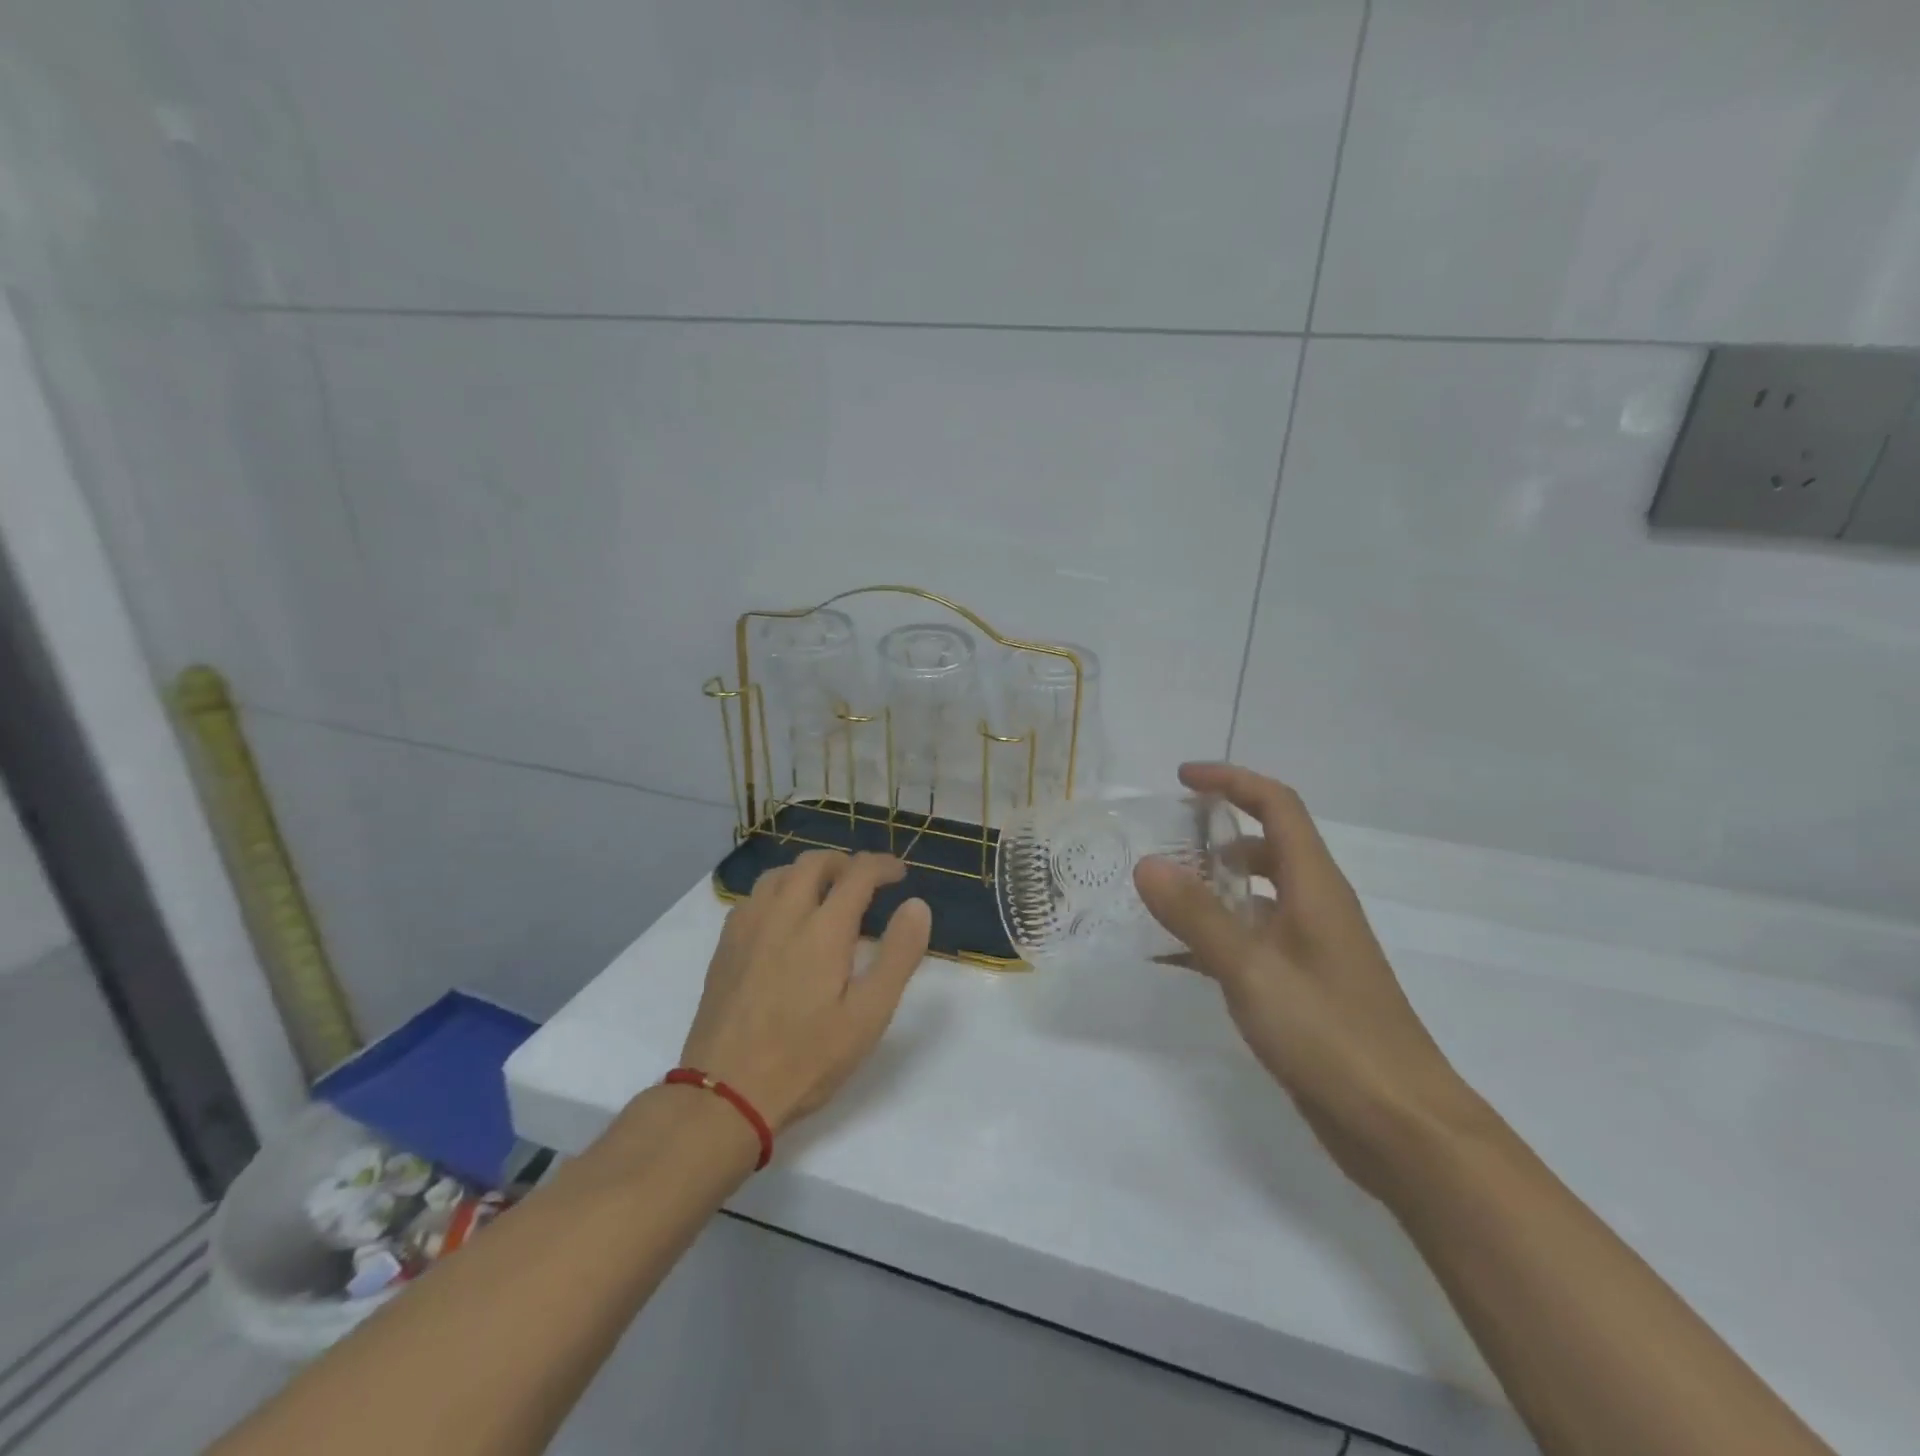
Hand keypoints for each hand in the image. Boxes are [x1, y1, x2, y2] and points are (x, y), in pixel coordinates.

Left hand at [680, 850, 931, 1134]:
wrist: (725, 1092)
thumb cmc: (807, 1057)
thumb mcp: (869, 1015)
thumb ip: (898, 955)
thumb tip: (916, 905)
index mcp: (823, 929)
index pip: (857, 873)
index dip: (883, 865)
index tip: (900, 874)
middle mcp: (783, 914)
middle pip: (814, 862)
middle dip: (845, 862)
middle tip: (866, 880)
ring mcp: (748, 927)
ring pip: (779, 873)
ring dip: (809, 871)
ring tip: (826, 892)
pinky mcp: (725, 946)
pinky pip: (754, 896)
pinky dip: (779, 890)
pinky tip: (784, 918)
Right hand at [1135, 763, 1488, 1194]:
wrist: (1401, 1127)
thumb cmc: (1331, 1035)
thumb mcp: (1252, 970)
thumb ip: (1197, 915)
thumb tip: (1147, 863)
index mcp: (1315, 886)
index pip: (1277, 805)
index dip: (1232, 781)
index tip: (1182, 779)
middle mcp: (1317, 907)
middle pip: (1269, 845)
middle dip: (1218, 832)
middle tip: (1165, 841)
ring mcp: (1313, 949)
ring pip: (1258, 896)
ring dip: (1214, 886)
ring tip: (1161, 896)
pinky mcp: (1305, 987)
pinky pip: (1253, 941)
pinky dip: (1217, 936)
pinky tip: (1176, 958)